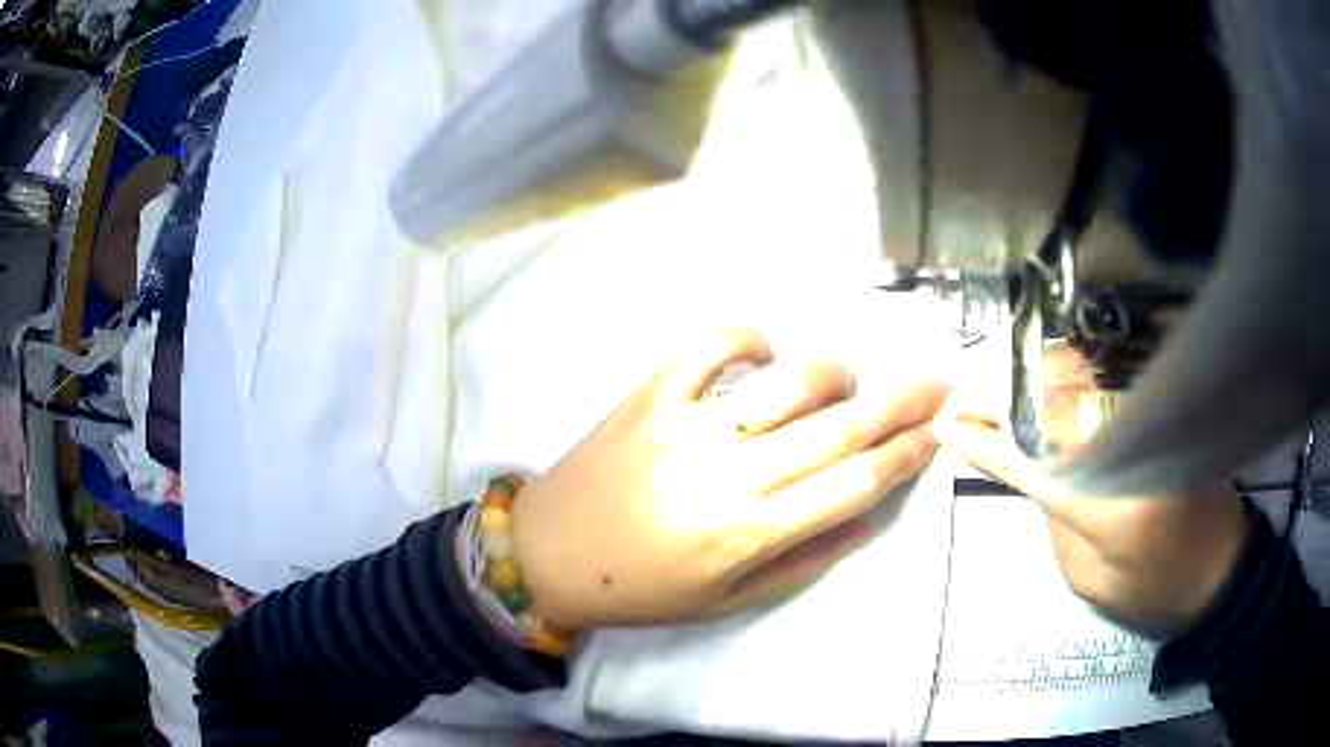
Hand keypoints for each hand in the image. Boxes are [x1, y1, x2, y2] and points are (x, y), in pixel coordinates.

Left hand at [511, 328, 948, 631]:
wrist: (548, 556)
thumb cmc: (640, 591)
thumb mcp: (728, 602)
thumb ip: (806, 559)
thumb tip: (871, 516)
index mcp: (749, 534)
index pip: (853, 485)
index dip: (905, 455)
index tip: (939, 432)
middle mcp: (728, 475)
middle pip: (837, 430)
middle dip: (901, 404)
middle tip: (940, 382)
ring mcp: (687, 426)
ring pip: (787, 383)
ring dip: (833, 374)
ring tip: (851, 381)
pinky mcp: (650, 395)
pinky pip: (707, 346)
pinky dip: (747, 337)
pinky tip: (764, 352)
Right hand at [934, 390, 1250, 633]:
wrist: (1219, 567)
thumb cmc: (1154, 590)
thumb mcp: (1092, 579)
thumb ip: (1060, 517)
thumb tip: (1033, 465)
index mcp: (1116, 505)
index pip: (1038, 461)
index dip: (988, 442)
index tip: (947, 426)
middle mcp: (1137, 446)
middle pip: (1059, 402)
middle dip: (1003, 397)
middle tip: (961, 396)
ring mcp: (1158, 417)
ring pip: (1084, 377)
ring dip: (1034, 375)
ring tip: (997, 382)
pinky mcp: (1168, 406)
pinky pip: (1112, 373)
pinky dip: (1073, 368)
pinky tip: (1048, 372)